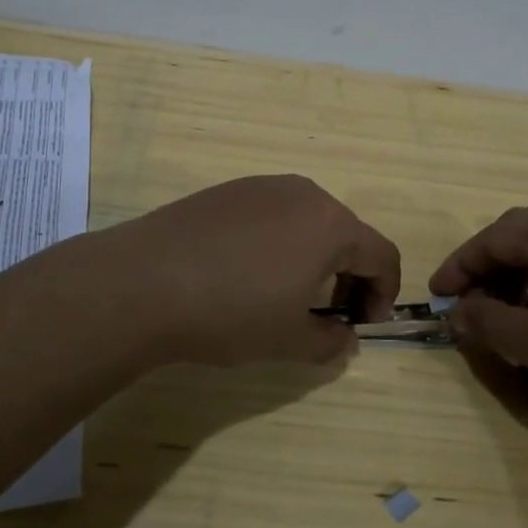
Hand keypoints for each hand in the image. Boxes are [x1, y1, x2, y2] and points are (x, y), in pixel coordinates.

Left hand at [119, 175, 401, 366]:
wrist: (143, 282)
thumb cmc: (230, 312)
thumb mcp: (289, 340)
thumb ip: (331, 341)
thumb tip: (345, 338)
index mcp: (331, 225)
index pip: (382, 255)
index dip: (384, 293)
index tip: (363, 325)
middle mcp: (304, 194)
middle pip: (347, 234)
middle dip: (350, 276)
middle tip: (330, 314)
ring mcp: (263, 186)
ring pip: (309, 221)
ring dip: (315, 258)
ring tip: (289, 294)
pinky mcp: (228, 190)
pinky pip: (273, 214)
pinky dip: (280, 242)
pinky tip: (248, 273)